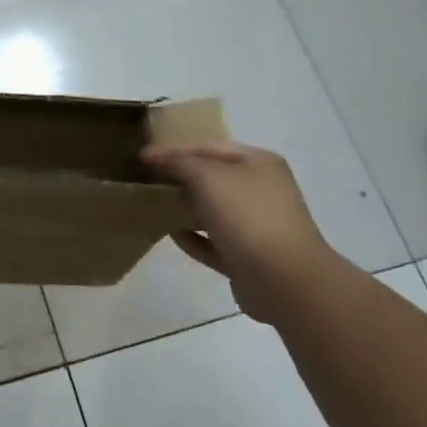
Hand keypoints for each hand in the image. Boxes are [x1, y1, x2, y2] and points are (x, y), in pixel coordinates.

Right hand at [141, 141, 334, 320]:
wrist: (284, 280)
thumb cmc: (247, 216)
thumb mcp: (207, 176)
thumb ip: (178, 162)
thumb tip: (153, 156)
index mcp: (258, 163)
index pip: (209, 147)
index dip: (174, 149)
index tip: (142, 157)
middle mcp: (261, 190)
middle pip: (212, 178)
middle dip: (179, 178)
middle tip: (145, 180)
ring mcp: (256, 225)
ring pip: (213, 211)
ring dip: (184, 208)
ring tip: (153, 206)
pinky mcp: (247, 257)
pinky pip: (213, 242)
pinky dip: (193, 237)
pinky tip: (171, 234)